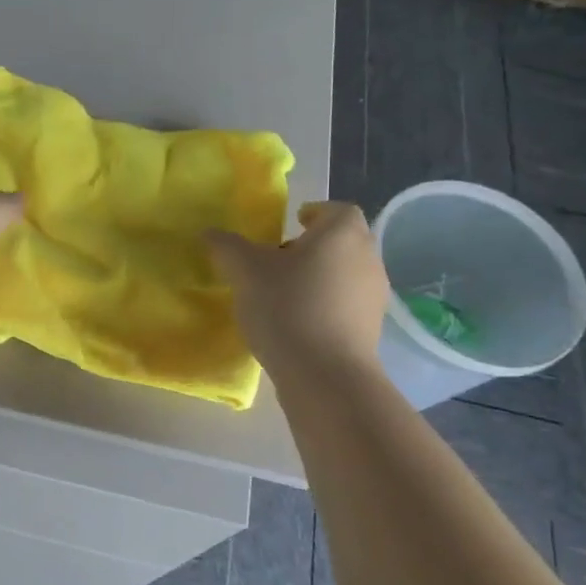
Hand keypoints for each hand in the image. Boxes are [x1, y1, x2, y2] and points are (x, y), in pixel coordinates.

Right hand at [207, 202, 389, 372]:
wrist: (325, 375)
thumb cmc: (287, 307)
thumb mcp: (245, 271)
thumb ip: (227, 246)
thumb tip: (211, 233)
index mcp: (343, 233)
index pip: (335, 210)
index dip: (314, 213)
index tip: (291, 223)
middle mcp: (367, 258)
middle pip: (341, 242)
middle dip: (312, 246)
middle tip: (277, 259)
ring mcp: (374, 296)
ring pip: (344, 274)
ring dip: (318, 277)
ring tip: (282, 294)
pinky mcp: (371, 329)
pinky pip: (346, 304)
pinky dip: (325, 305)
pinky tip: (296, 323)